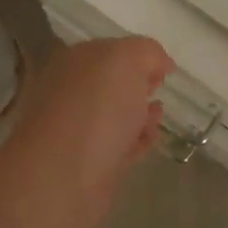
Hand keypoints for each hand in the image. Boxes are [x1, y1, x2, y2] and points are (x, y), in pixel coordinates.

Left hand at [5, 37, 175, 212]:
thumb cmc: (96, 107)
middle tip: (159, 89)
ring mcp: (79, 131)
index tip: (162, 69)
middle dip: (136, 85)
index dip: (137, 56)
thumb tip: (160, 64)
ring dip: (139, 114)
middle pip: (110, 84)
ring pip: (114, 116)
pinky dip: (137, 140)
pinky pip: (119, 146)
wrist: (65, 176)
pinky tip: (151, 138)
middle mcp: (72, 93)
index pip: (108, 51)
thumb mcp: (127, 59)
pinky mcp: (91, 165)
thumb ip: (147, 53)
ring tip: (159, 116)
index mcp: (73, 62)